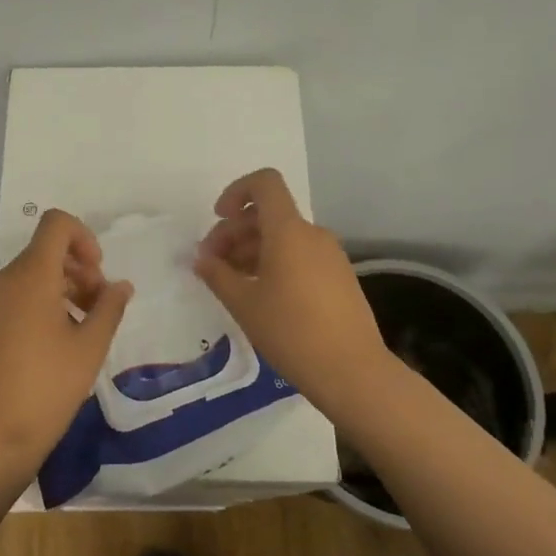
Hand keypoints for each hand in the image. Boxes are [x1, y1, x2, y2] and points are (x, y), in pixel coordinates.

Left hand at [0, 209, 132, 486]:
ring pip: (28, 277)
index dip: (83, 236)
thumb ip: (109, 308)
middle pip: (44, 252)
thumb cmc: (47, 389)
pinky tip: (51, 345)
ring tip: (80, 328)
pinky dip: (36, 306)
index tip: (97, 273)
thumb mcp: (90, 348)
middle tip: (98, 306)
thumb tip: (121, 285)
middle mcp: (4, 281)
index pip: (56, 224)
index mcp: (32, 276)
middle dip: (77, 269)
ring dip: (60, 289)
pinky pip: (12, 299)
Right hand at [192, 168, 387, 404]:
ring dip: (252, 250)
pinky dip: (274, 263)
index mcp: (289, 231)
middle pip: (268, 214)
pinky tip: (260, 295)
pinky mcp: (339, 278)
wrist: (353, 372)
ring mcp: (330, 256)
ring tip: (231, 283)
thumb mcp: (244, 303)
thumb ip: (217, 274)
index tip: (219, 218)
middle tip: (211, 264)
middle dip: (234, 231)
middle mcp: (312, 234)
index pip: (265, 184)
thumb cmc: (291, 331)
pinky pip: (299, 256)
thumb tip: (202, 259)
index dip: (237, 191)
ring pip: (283, 237)